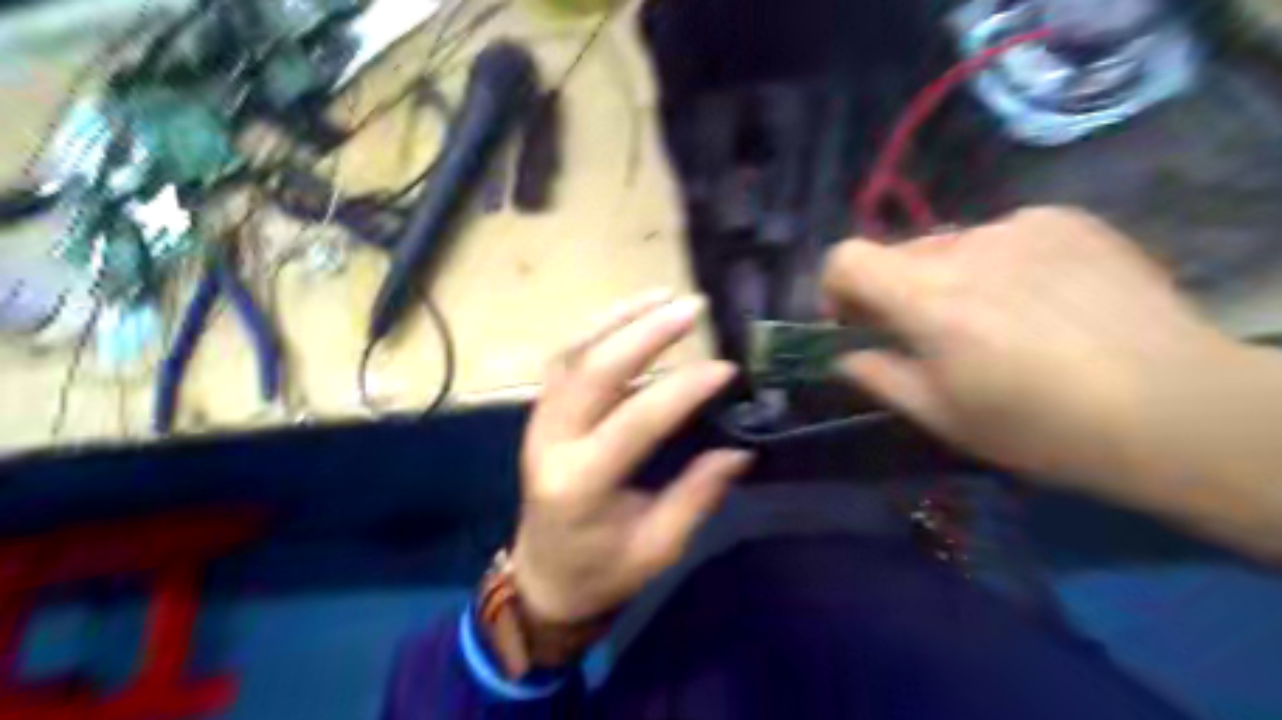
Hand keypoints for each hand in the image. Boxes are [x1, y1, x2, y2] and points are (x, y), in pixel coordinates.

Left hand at [510, 294, 754, 630]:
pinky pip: (565, 360)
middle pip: (594, 371)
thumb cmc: (602, 570)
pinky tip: (628, 314)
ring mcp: (539, 422)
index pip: (635, 422)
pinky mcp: (541, 413)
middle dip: (645, 333)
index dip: (682, 390)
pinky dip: (596, 330)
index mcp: (581, 484)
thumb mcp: (657, 547)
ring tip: (662, 296)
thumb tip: (740, 450)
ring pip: (574, 354)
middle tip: (691, 308)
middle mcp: (552, 443)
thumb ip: (697, 496)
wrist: (543, 576)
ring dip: (618, 319)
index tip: (725, 369)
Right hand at [827, 205, 1235, 492]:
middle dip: (896, 291)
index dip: (835, 287)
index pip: (846, 258)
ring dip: (949, 278)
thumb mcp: (941, 415)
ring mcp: (1019, 226)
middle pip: (898, 253)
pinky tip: (1039, 302)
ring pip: (951, 244)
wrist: (1174, 407)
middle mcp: (966, 247)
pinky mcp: (1066, 220)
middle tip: (929, 335)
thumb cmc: (1039, 426)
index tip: (855, 322)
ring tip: (995, 321)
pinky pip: (1004, 235)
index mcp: (927, 299)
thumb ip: (878, 376)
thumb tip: (844, 355)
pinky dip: (999, 263)